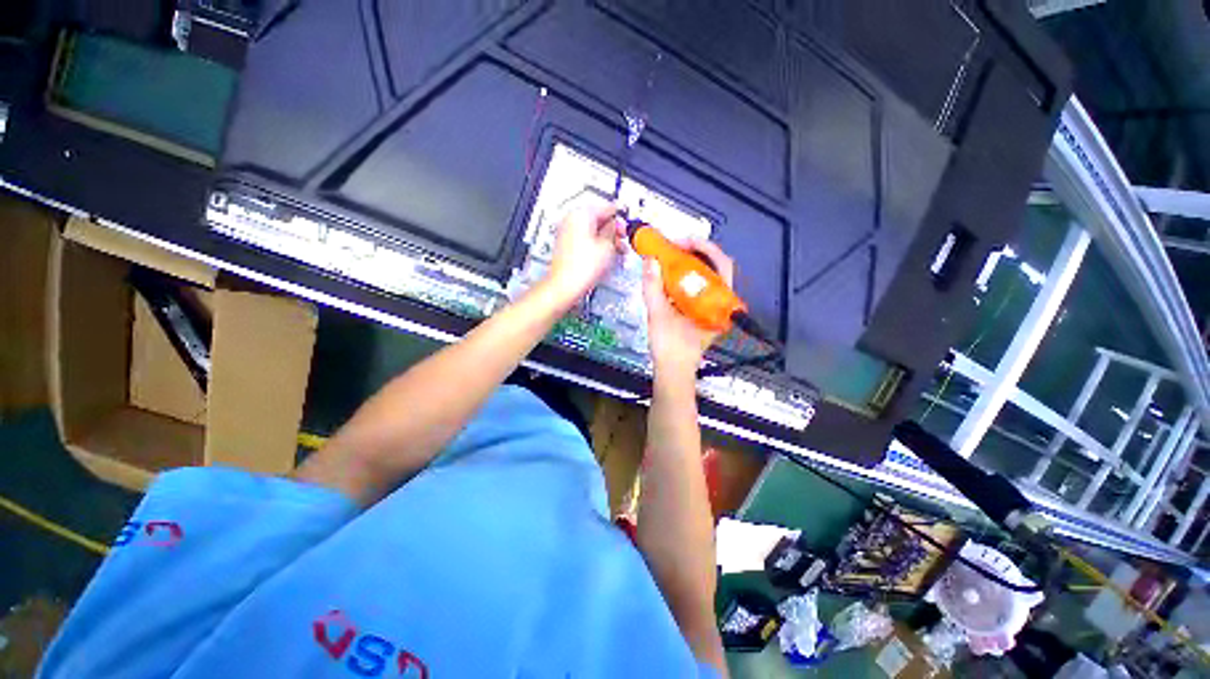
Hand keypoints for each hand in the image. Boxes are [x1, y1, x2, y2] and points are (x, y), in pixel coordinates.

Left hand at [538, 202, 624, 311]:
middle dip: (614, 230)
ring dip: (607, 239)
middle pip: (599, 218)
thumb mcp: (608, 245)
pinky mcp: (567, 246)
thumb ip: (615, 230)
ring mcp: (567, 233)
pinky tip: (606, 256)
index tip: (628, 224)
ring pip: (593, 230)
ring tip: (617, 251)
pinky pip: (586, 240)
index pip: (607, 206)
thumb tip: (617, 224)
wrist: (565, 286)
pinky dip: (597, 245)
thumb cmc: (581, 268)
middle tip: (623, 241)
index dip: (621, 217)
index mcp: (581, 214)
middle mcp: (571, 220)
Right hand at [642, 238, 734, 380]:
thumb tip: (650, 261)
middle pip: (715, 267)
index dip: (704, 248)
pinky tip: (670, 275)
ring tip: (670, 257)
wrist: (673, 371)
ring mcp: (712, 307)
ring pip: (707, 276)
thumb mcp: (658, 315)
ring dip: (690, 263)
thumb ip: (653, 287)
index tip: (682, 242)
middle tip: (673, 247)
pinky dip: (686, 277)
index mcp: (718, 303)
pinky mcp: (703, 312)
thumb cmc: (670, 347)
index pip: (721, 265)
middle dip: (695, 253)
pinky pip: (698, 287)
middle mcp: (720, 303)